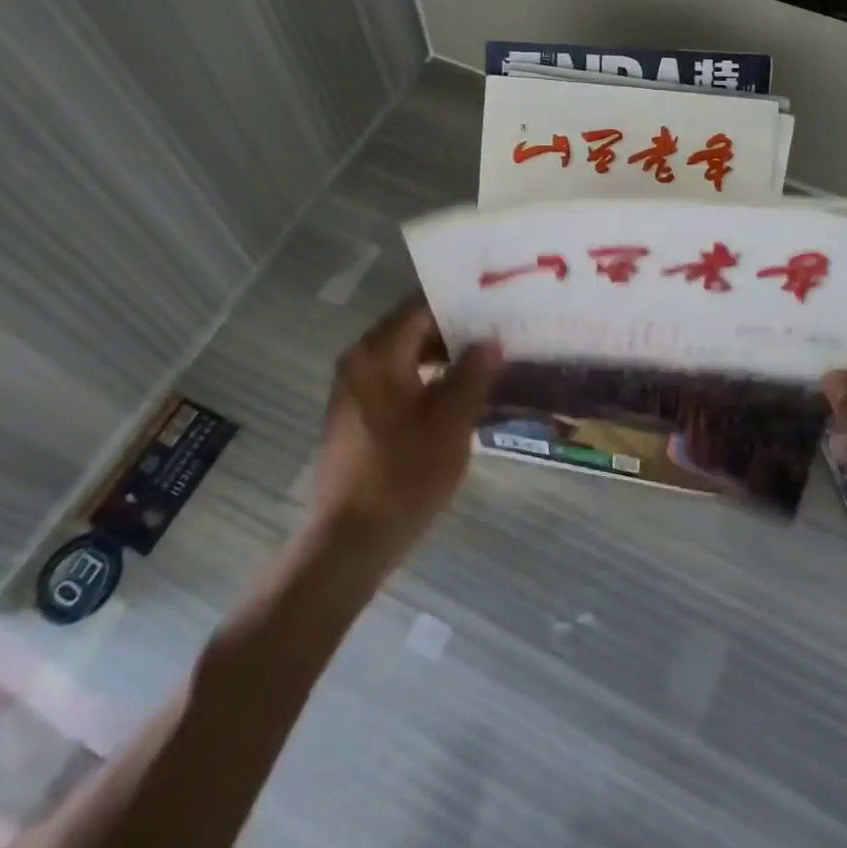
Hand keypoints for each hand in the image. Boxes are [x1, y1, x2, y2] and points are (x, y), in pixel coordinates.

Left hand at [312, 298, 502, 560]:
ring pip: (404, 355)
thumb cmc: (403, 475)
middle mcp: (359, 361)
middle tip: (496, 332)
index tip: (494, 306)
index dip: (459, 305)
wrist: (349, 542)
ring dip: (441, 356)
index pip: (421, 307)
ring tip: (485, 361)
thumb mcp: (451, 422)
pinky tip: (457, 394)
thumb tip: (491, 340)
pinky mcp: (355, 415)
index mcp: (378, 353)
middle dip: (453, 331)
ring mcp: (353, 389)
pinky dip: (425, 378)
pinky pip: (395, 379)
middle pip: (411, 329)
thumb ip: (473, 374)